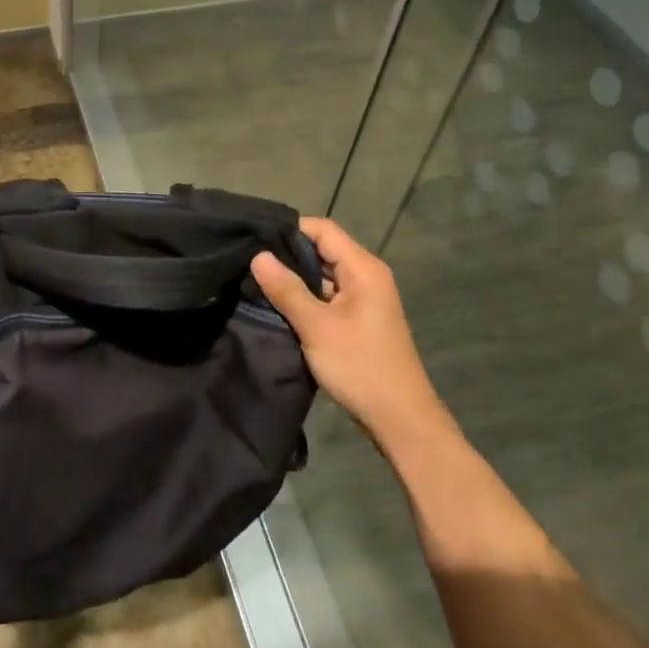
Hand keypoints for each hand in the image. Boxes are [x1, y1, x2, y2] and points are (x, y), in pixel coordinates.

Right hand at [251, 217, 445, 450]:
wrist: (399, 418)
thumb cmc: (359, 366)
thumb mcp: (316, 326)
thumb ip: (286, 289)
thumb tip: (258, 255)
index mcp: (363, 268)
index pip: (323, 229)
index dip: (290, 229)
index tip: (255, 238)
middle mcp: (367, 276)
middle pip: (323, 249)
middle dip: (288, 254)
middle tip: (249, 260)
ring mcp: (364, 298)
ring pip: (324, 274)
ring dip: (295, 278)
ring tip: (256, 280)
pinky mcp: (359, 319)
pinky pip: (328, 296)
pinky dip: (306, 297)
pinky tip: (279, 305)